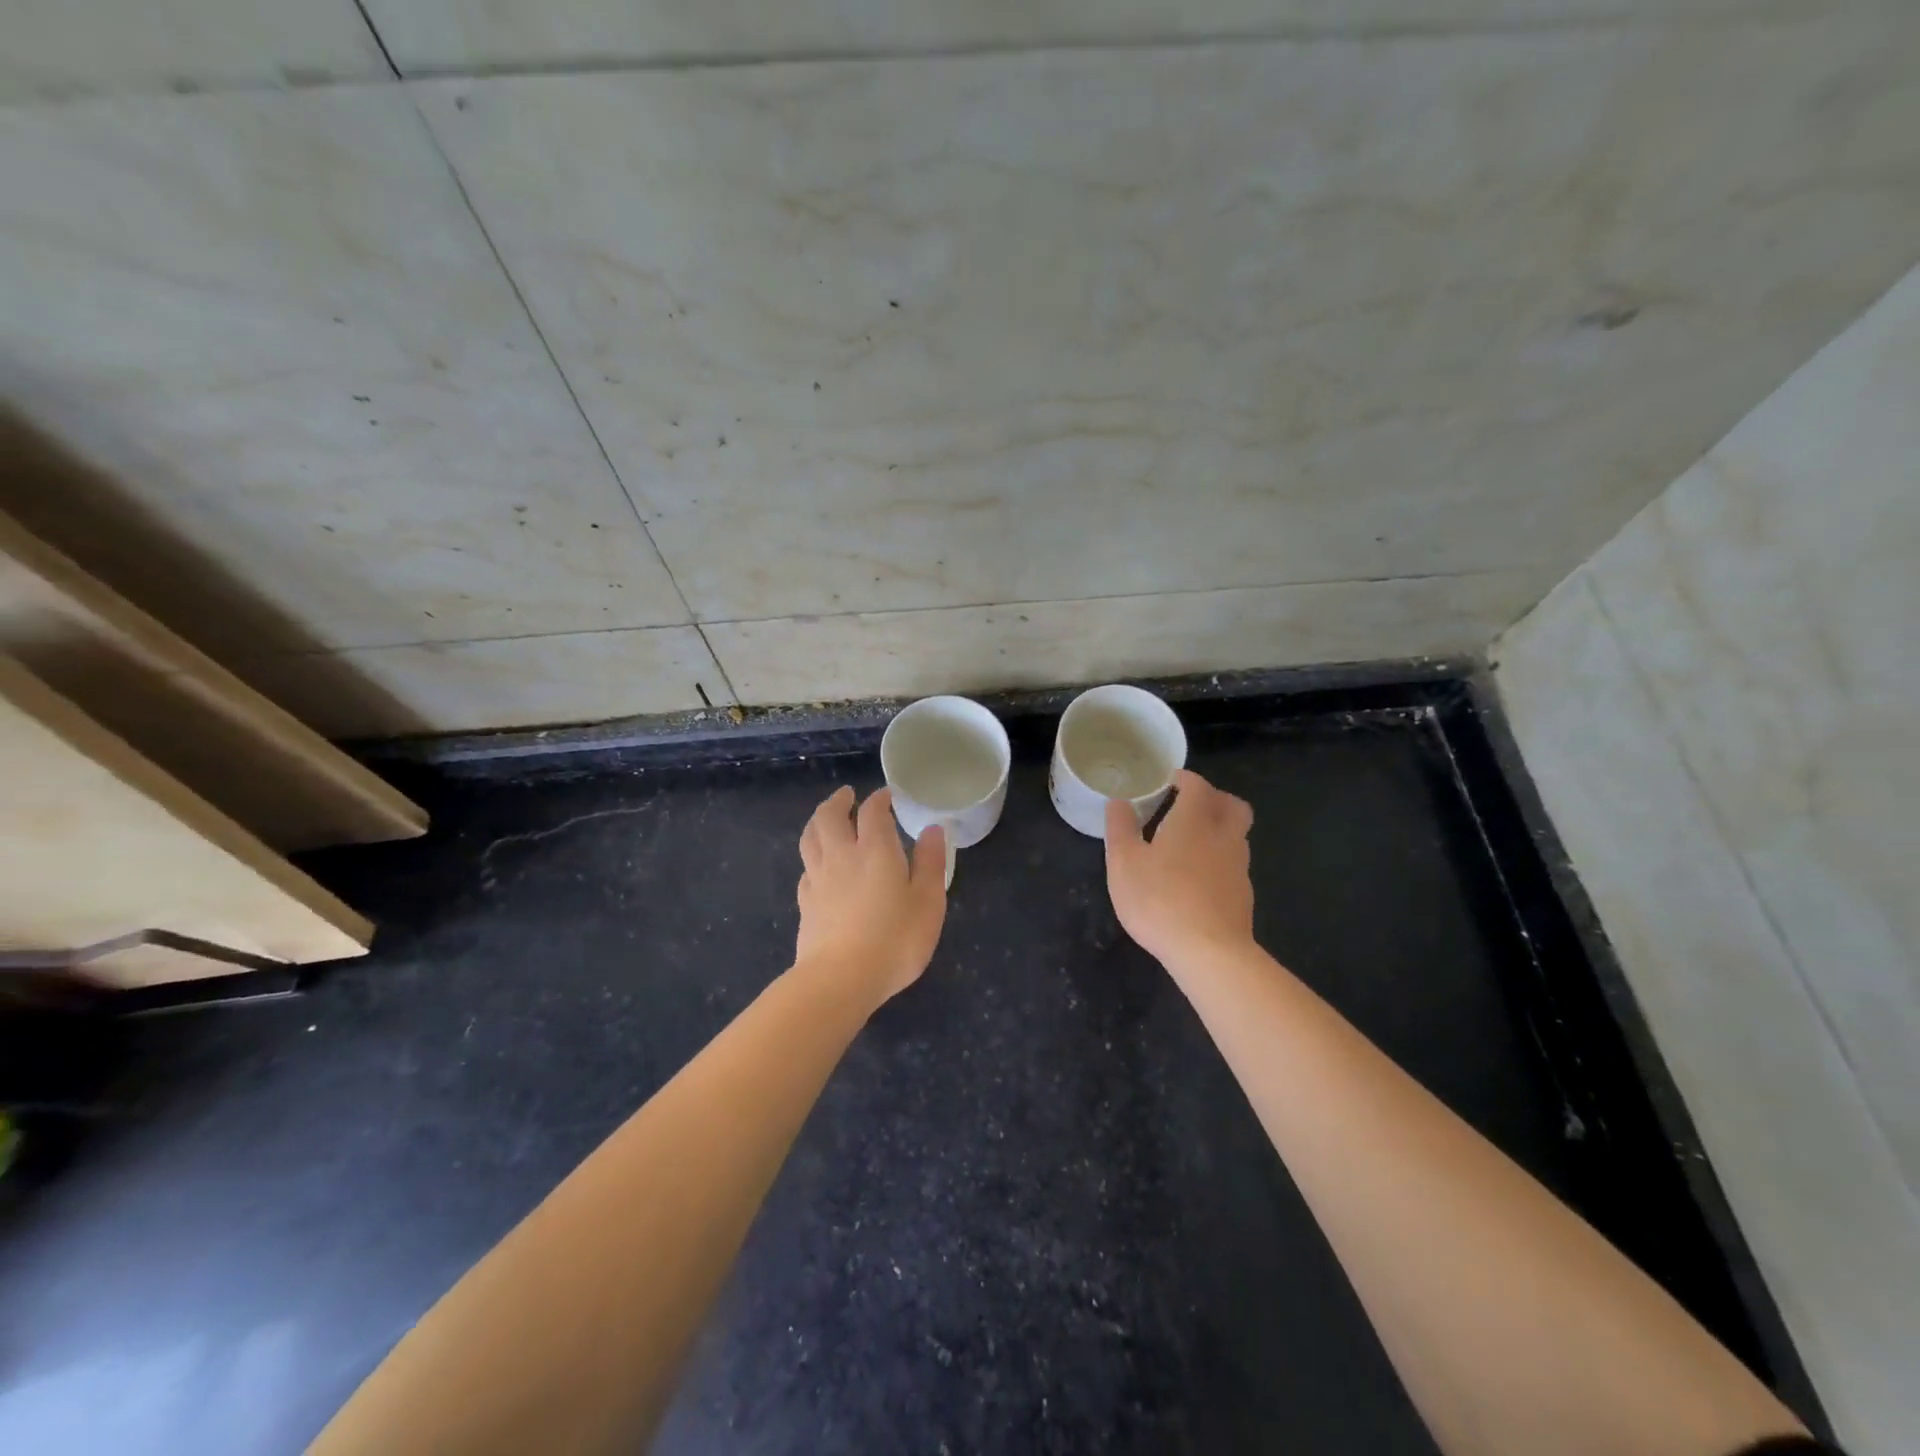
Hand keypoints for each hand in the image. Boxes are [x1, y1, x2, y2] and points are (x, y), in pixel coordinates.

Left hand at [795, 786, 946, 1004]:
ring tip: (825, 819)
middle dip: (838, 801)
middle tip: (847, 795)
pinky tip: (818, 867)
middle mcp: (842, 856)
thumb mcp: (928, 902)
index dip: (879, 799)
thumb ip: (930, 863)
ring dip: (817, 821)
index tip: (886, 795)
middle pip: (829, 817)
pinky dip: (813, 858)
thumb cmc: (894, 940)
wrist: (840, 980)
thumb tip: (932, 829)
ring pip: (810, 838)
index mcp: (875, 851)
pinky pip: (806, 869)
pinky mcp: (805, 904)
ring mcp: (818, 880)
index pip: (872, 812)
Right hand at [1105, 769, 1255, 967]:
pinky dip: (1219, 860)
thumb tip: (1118, 801)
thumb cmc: (1160, 900)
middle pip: (1232, 805)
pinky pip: (1234, 864)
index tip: (1167, 782)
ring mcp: (1238, 867)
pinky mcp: (1243, 895)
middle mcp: (1223, 836)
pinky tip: (1198, 878)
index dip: (1184, 779)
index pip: (1198, 785)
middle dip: (1213, 798)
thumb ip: (1121, 828)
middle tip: (1188, 805)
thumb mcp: (1124, 863)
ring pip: (1236, 835)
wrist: (1210, 952)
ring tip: (1190, 842)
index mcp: (1194, 820)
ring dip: (1218, 829)